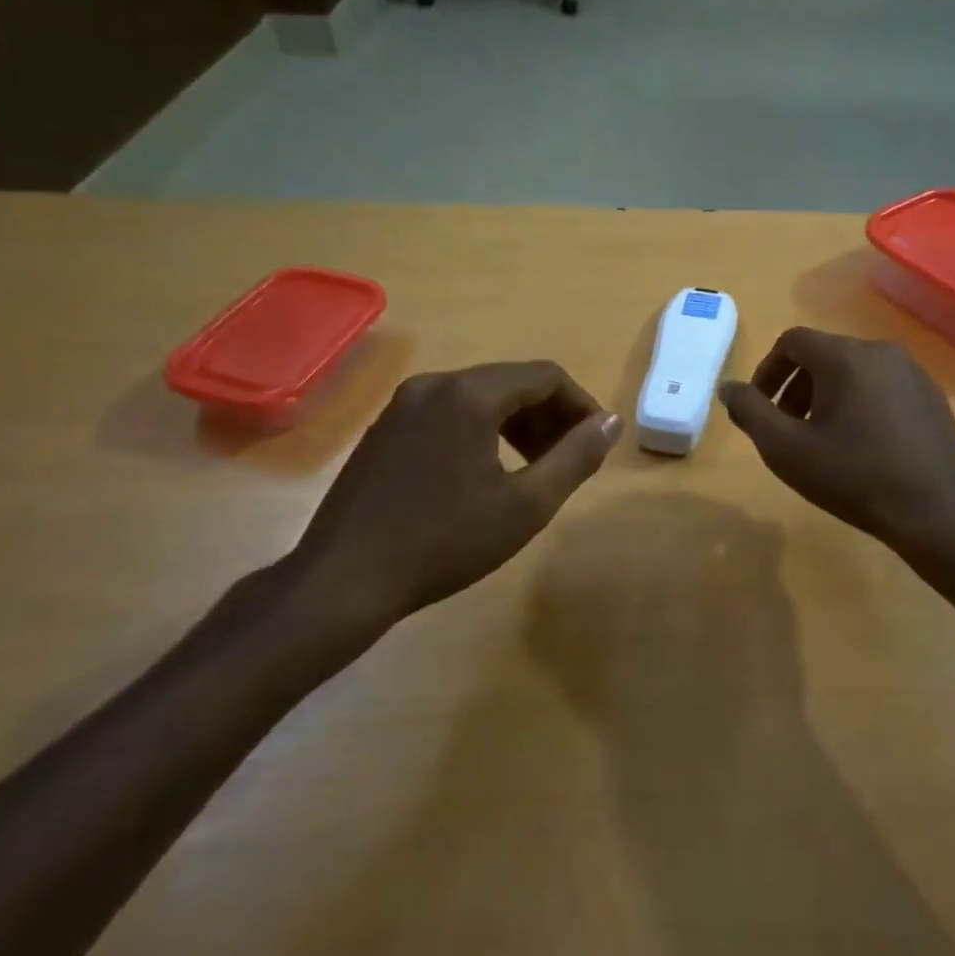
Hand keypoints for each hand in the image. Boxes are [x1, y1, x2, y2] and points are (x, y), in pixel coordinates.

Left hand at [241, 361, 620, 676]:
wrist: (344, 579)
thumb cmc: (444, 542)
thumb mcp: (526, 505)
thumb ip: (576, 457)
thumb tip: (610, 423)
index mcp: (470, 394)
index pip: (546, 376)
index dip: (581, 405)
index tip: (597, 442)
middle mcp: (436, 383)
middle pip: (512, 382)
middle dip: (550, 415)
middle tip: (569, 459)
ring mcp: (403, 403)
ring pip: (480, 397)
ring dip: (518, 423)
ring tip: (535, 468)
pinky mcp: (385, 427)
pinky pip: (449, 412)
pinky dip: (482, 430)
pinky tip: (487, 472)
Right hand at [719, 328, 954, 551]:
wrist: (935, 512)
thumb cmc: (853, 477)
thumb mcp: (786, 449)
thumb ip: (750, 411)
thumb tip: (728, 388)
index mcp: (845, 356)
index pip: (792, 342)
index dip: (767, 371)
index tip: (761, 408)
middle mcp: (881, 351)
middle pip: (823, 355)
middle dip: (796, 387)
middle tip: (788, 428)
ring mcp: (913, 371)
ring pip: (854, 370)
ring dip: (827, 395)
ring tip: (824, 438)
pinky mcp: (932, 394)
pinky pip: (882, 385)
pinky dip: (860, 402)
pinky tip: (863, 444)